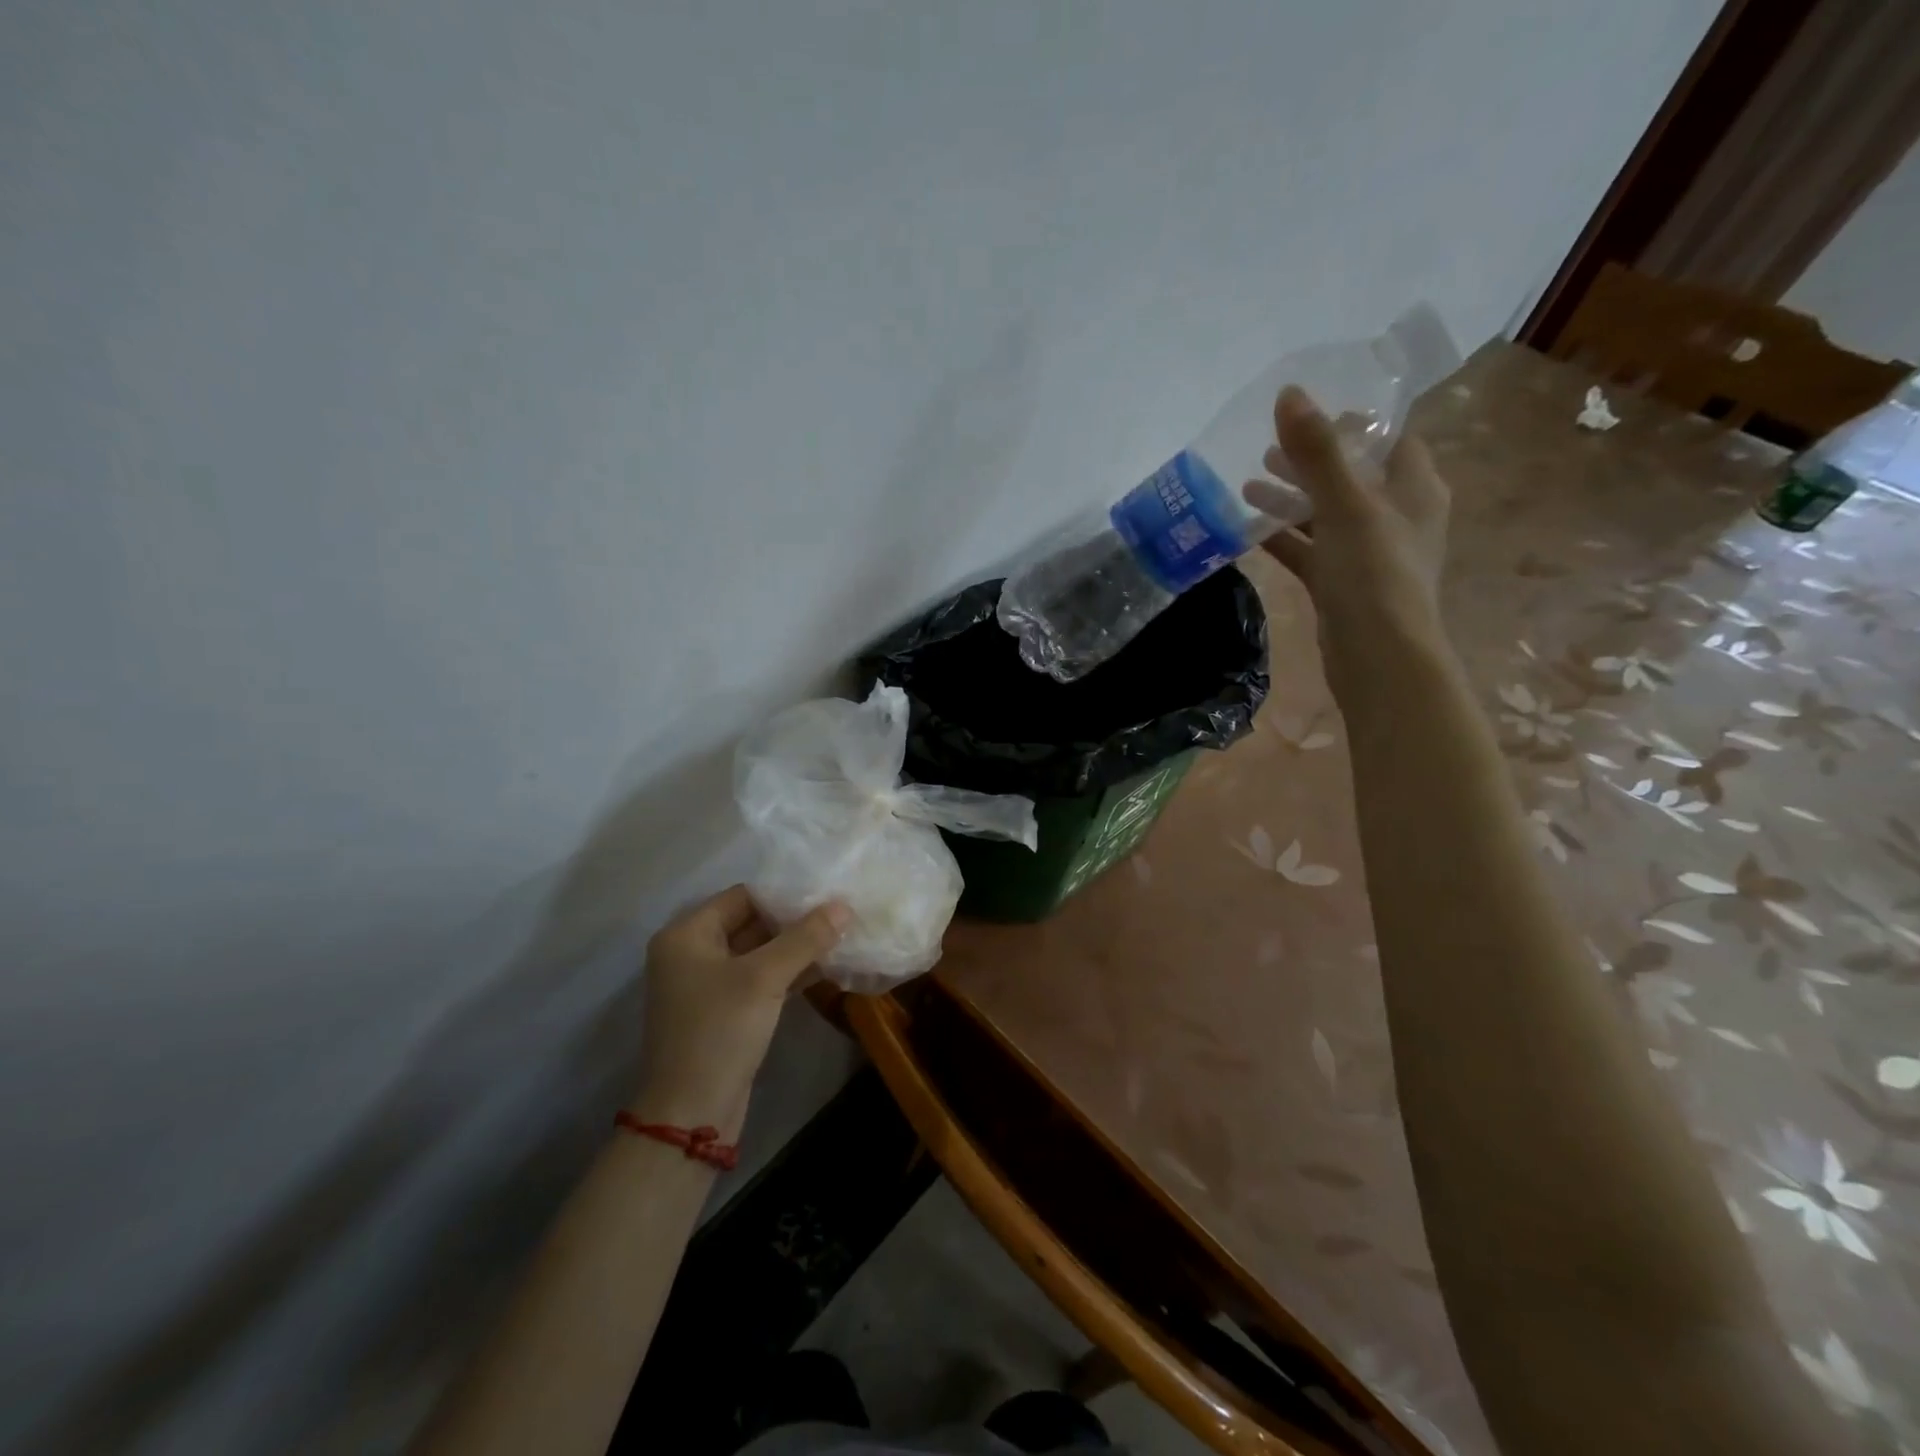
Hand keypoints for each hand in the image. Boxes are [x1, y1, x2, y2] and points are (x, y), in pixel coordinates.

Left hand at [630, 886, 850, 1140]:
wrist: (692, 1113)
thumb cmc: (719, 1031)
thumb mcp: (764, 978)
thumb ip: (805, 938)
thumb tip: (843, 906)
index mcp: (687, 934)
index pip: (743, 896)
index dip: (785, 894)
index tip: (827, 893)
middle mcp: (692, 953)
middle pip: (752, 922)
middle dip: (795, 921)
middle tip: (841, 914)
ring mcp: (708, 985)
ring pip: (760, 953)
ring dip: (796, 948)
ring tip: (842, 938)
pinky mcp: (725, 1011)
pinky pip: (760, 979)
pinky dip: (789, 973)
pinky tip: (827, 968)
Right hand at [1243, 386, 1451, 705]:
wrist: (1377, 655)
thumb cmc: (1373, 573)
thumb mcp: (1345, 505)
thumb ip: (1317, 452)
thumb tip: (1289, 394)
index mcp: (1415, 488)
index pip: (1389, 439)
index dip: (1352, 424)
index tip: (1308, 416)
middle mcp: (1397, 516)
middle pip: (1352, 476)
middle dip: (1310, 462)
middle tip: (1267, 449)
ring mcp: (1368, 554)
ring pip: (1326, 515)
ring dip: (1291, 500)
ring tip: (1248, 486)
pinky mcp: (1342, 584)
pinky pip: (1310, 550)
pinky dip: (1284, 538)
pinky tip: (1249, 531)